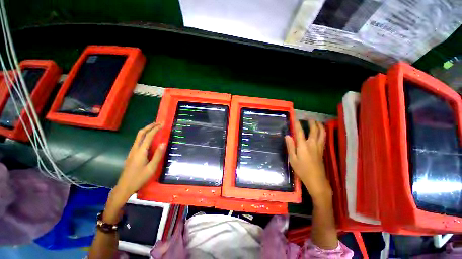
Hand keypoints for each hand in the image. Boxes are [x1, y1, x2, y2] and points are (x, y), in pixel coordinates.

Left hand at [104, 123, 164, 222]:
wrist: (124, 187)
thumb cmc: (139, 178)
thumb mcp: (151, 168)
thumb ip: (158, 155)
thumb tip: (163, 143)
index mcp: (140, 151)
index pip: (148, 136)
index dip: (155, 129)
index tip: (162, 124)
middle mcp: (135, 149)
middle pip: (140, 133)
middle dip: (149, 126)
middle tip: (158, 123)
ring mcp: (132, 151)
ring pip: (138, 137)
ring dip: (146, 130)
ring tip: (155, 129)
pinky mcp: (131, 154)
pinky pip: (138, 141)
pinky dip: (144, 136)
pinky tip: (150, 139)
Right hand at [285, 119, 331, 202]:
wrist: (316, 180)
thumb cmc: (302, 170)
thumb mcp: (292, 159)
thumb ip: (290, 146)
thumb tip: (287, 136)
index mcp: (303, 145)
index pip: (300, 131)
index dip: (297, 124)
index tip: (295, 118)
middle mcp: (313, 143)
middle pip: (314, 130)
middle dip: (311, 122)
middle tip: (308, 118)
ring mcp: (319, 146)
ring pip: (322, 132)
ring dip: (319, 126)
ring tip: (316, 122)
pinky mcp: (322, 150)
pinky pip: (324, 137)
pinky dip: (323, 132)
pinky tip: (321, 132)